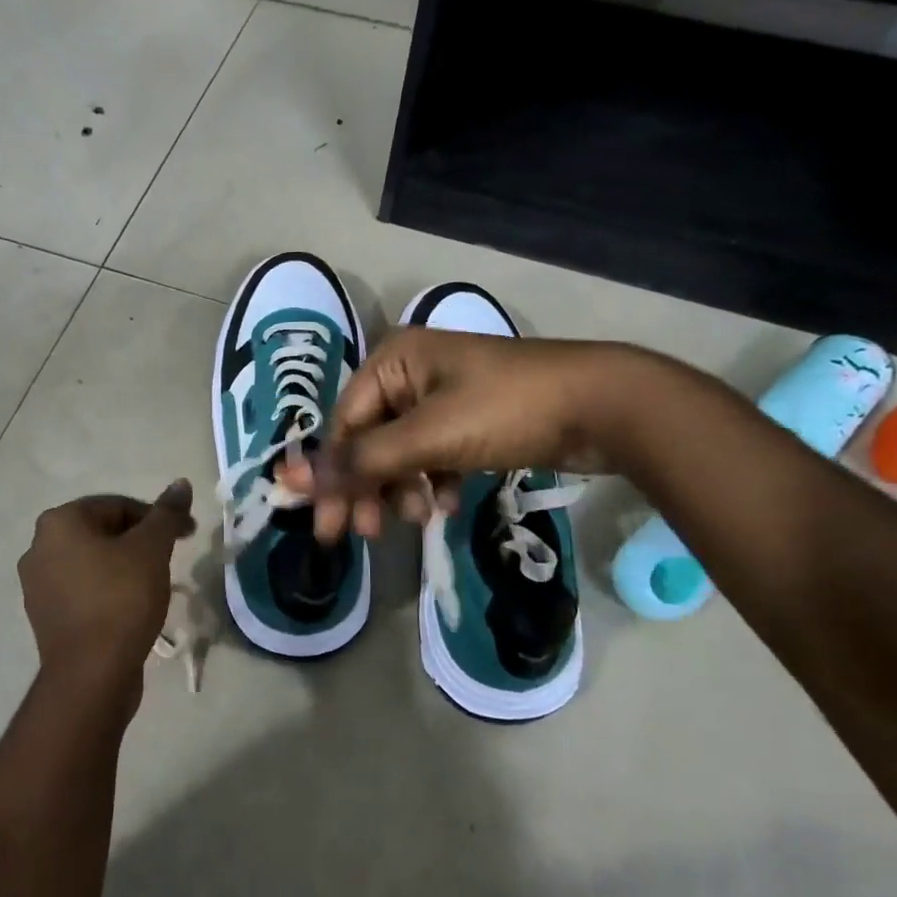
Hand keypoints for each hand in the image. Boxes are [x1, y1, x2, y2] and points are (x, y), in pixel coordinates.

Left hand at [17, 481, 194, 710]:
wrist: (91, 674)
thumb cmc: (121, 599)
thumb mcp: (152, 549)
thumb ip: (166, 514)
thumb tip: (181, 484)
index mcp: (59, 522)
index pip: (117, 505)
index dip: (157, 517)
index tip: (187, 533)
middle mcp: (39, 547)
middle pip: (103, 531)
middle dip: (140, 540)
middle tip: (172, 557)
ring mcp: (37, 584)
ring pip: (93, 561)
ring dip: (125, 564)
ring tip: (155, 583)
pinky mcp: (45, 615)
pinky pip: (83, 589)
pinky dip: (108, 589)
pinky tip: (132, 606)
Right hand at [284, 330, 650, 541]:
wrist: (603, 407)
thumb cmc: (507, 411)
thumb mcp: (429, 436)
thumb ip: (363, 460)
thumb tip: (294, 480)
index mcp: (393, 360)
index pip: (344, 424)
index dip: (332, 476)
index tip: (325, 526)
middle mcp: (410, 373)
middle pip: (369, 440)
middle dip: (367, 488)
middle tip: (362, 535)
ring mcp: (442, 398)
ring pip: (400, 453)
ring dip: (402, 489)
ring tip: (419, 518)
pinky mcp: (469, 421)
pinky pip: (432, 456)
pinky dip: (432, 482)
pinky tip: (445, 505)